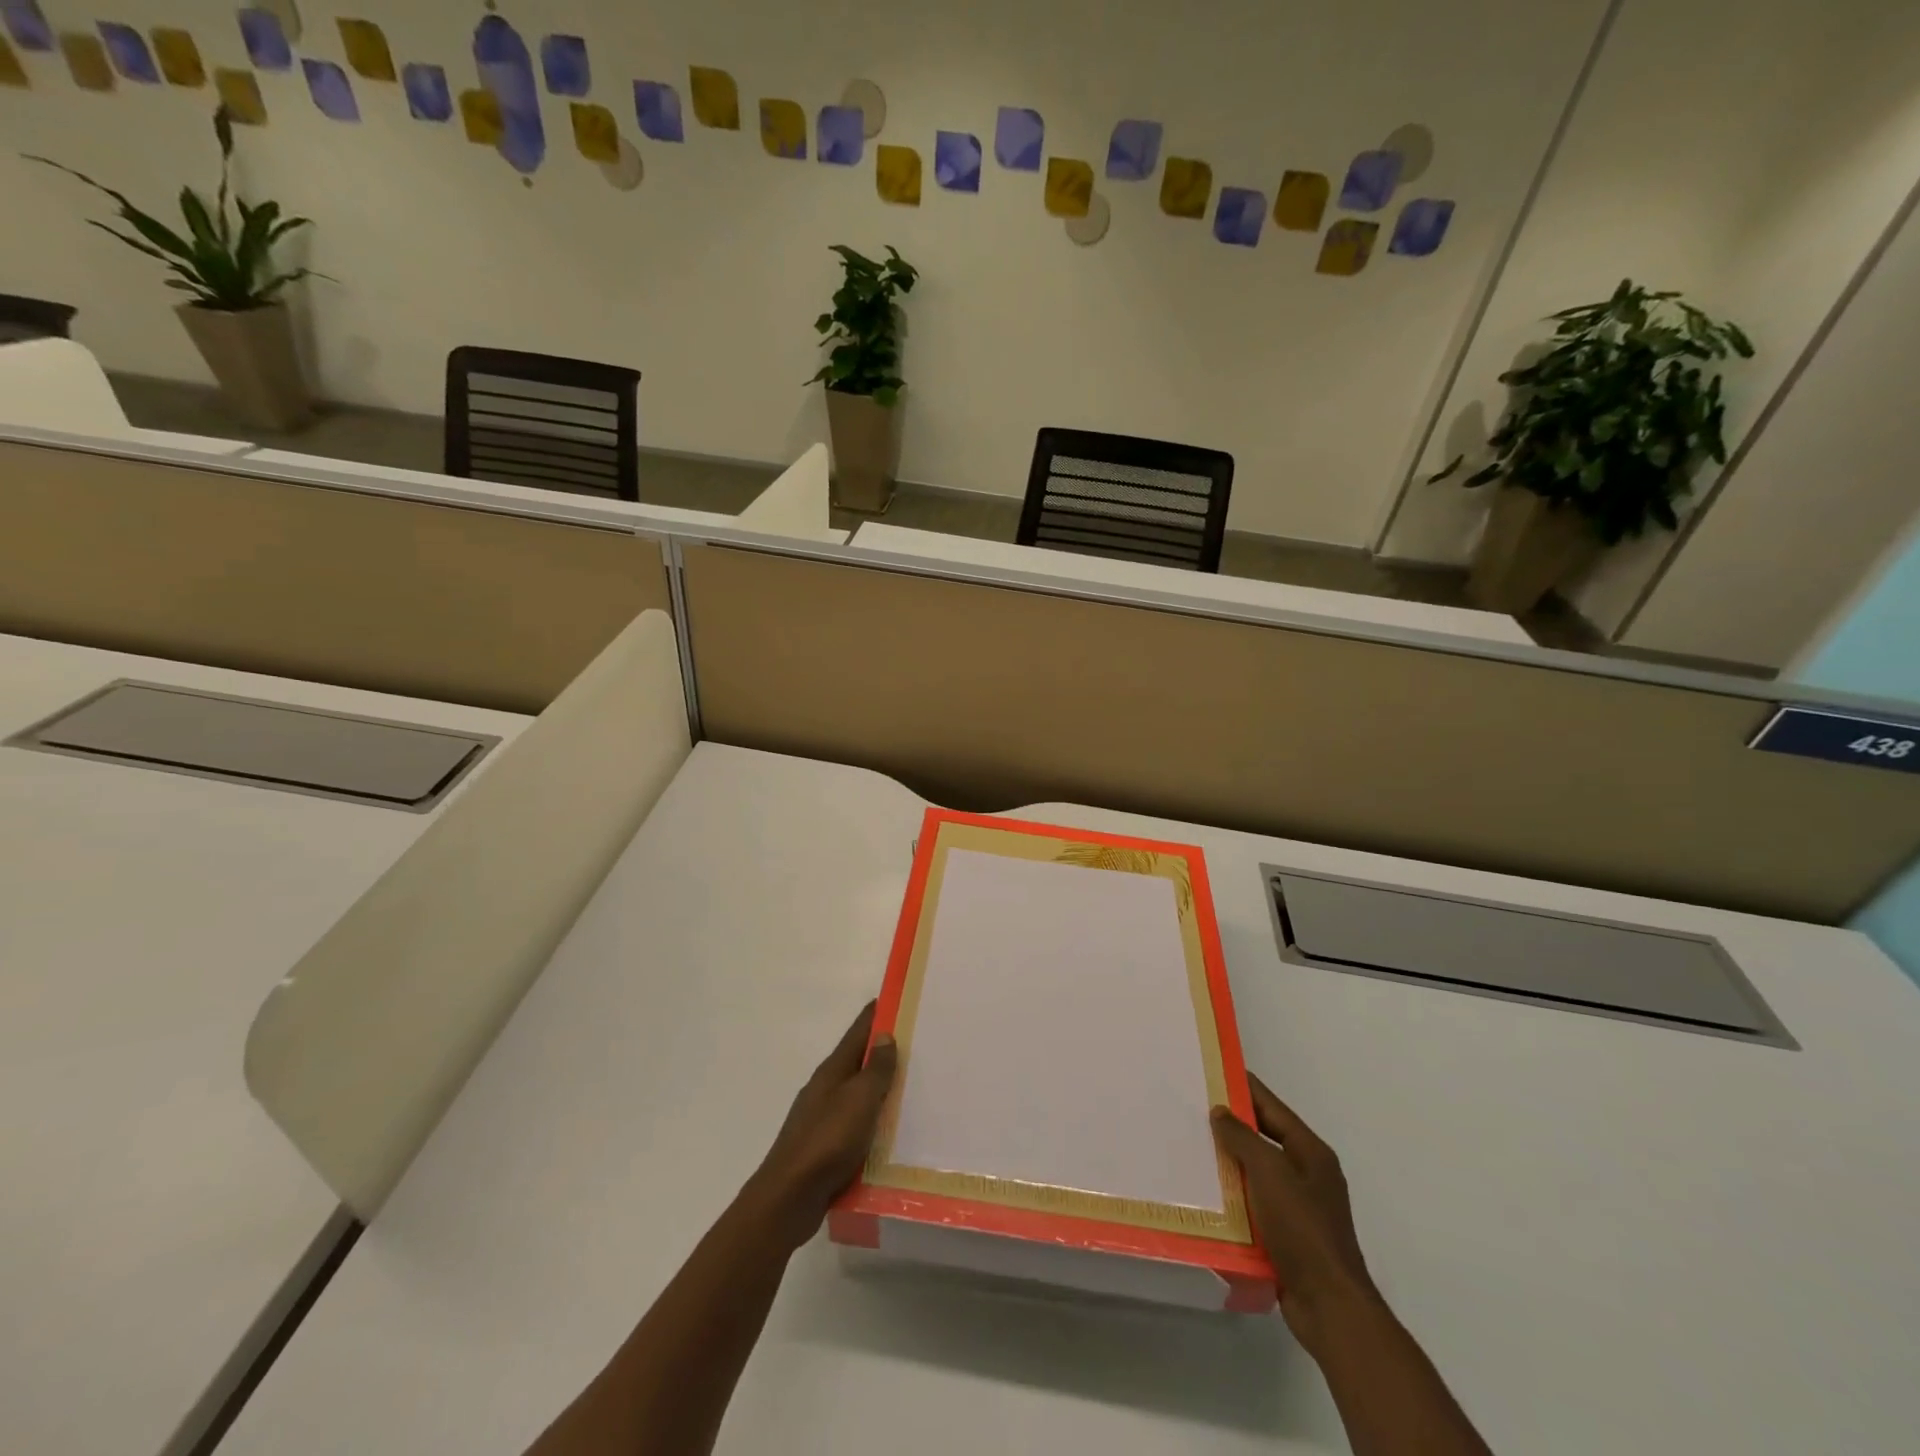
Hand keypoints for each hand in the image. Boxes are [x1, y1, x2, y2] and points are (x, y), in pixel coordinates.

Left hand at [745, 1001, 896, 1249]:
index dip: (875, 1016)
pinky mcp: (824, 1149)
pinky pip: (855, 1126)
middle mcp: (825, 1090)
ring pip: (856, 1096)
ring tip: (910, 1089)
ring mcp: (822, 1120)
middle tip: (916, 1045)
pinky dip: (872, 1122)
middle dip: (882, 1053)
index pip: (857, 1033)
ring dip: (879, 1090)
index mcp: (832, 1072)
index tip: (894, 999)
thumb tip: (884, 1035)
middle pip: (857, 1063)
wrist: (789, 1199)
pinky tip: (889, 1133)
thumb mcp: (858, 1100)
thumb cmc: (827, 1141)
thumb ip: (874, 1069)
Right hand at [1212, 1074, 1378, 1353]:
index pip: (1272, 1106)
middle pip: (1264, 1137)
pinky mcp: (1288, 1236)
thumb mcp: (1269, 1172)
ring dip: (1229, 1163)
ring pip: (1256, 1172)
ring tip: (1191, 1148)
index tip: (1213, 1070)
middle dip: (1231, 1125)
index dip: (1244, 1086)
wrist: (1329, 1305)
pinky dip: (1233, 1197)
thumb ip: (1243, 1137)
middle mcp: (1308, 1174)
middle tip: (1192, 1109)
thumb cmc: (1302, 1229)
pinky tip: (1206, 1194)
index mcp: (1311, 1152)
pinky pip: (1255, 1204)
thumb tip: (1221, 1111)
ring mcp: (1300, 1207)